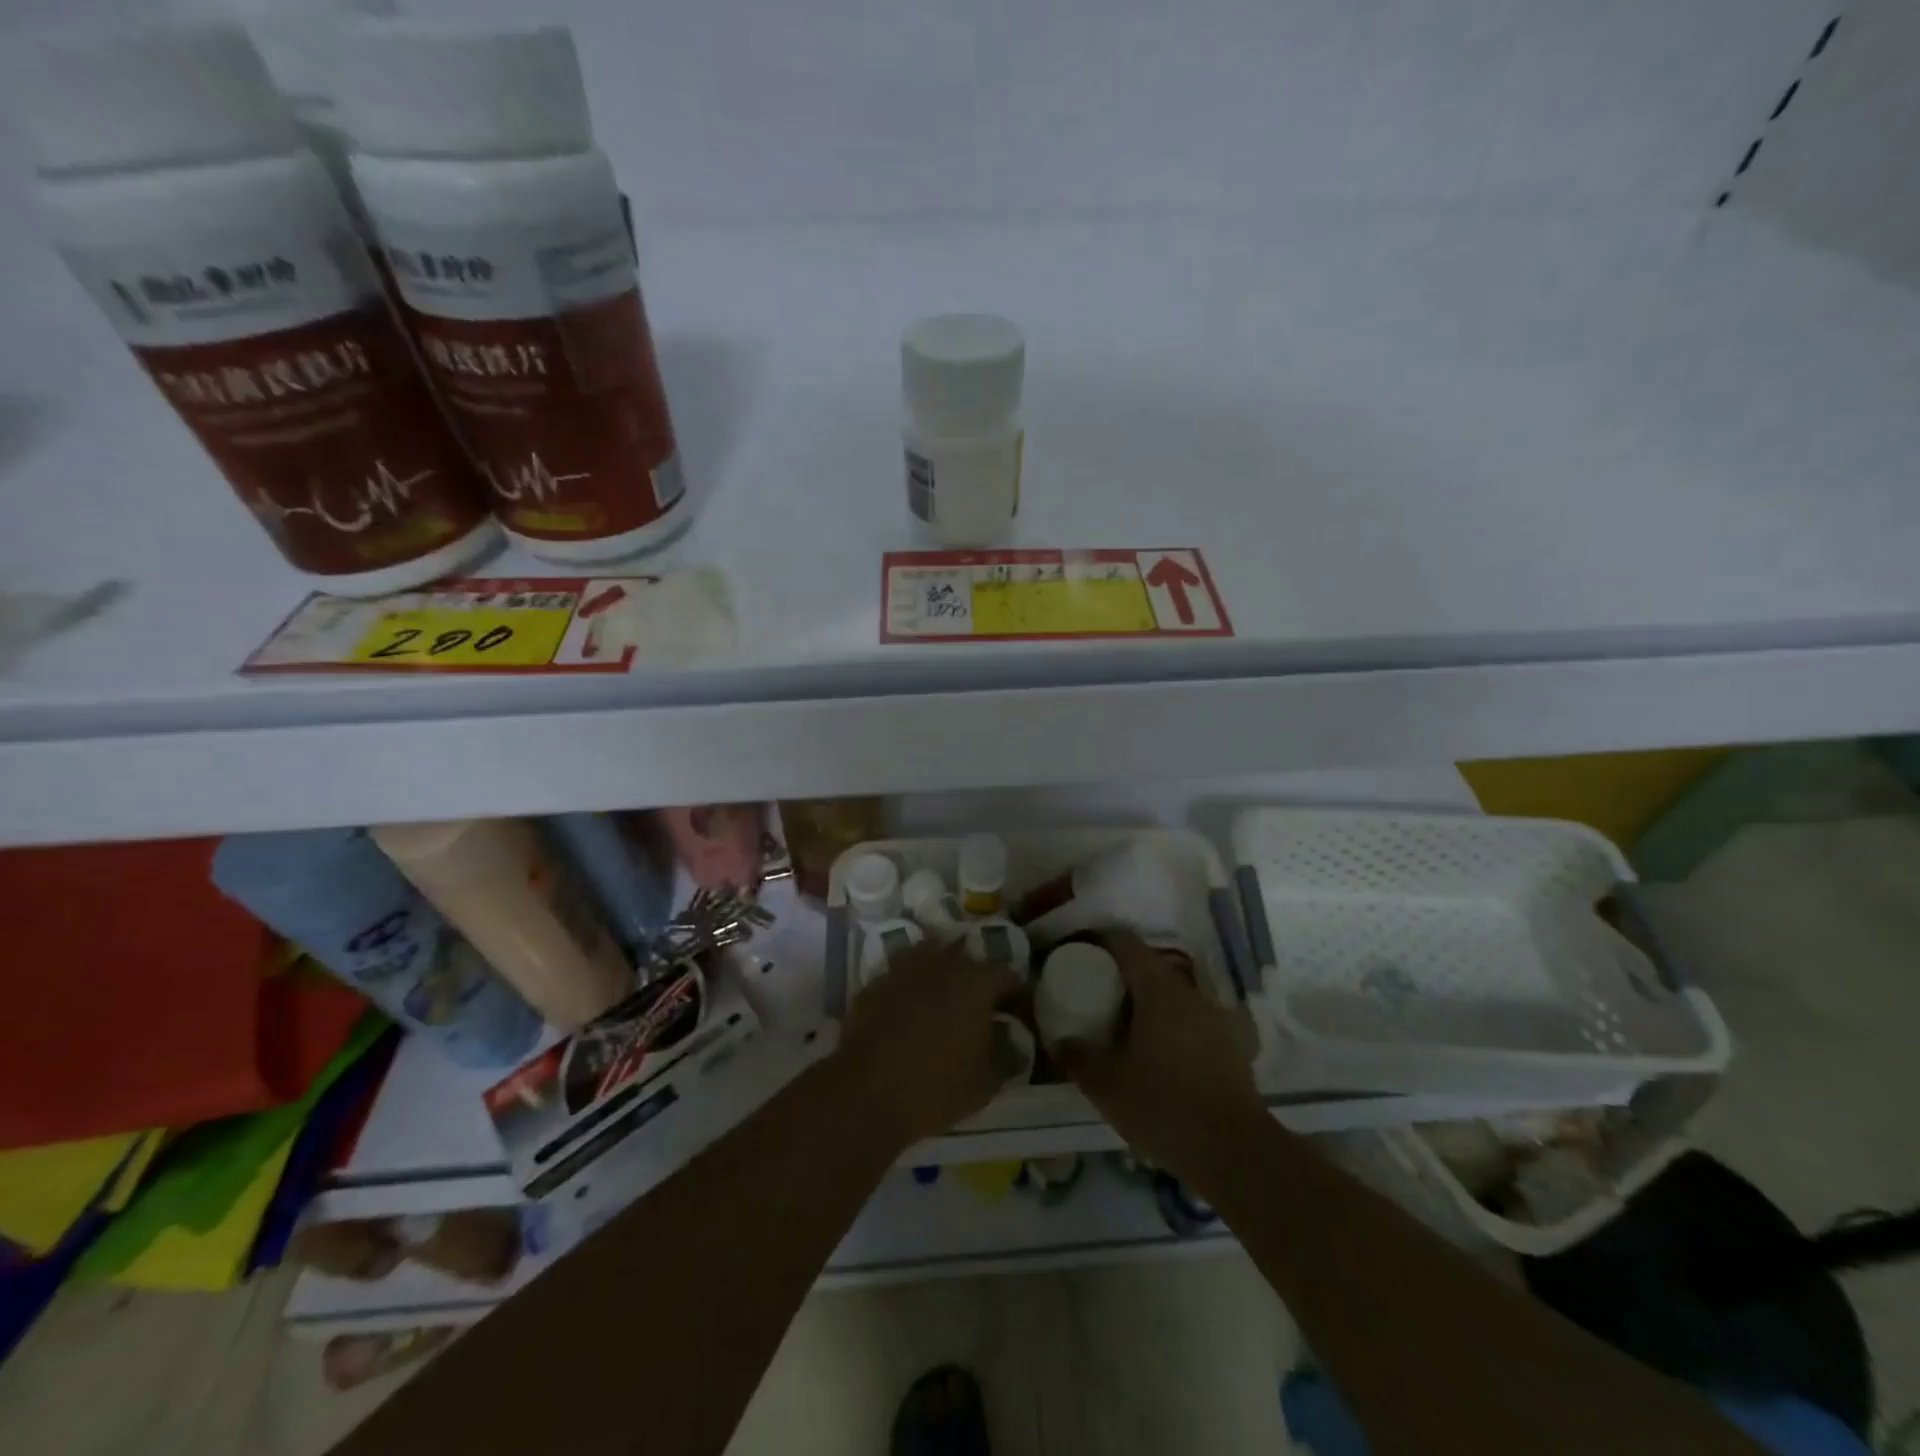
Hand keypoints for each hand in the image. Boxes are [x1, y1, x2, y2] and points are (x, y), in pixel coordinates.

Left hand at [838, 941, 1023, 1145]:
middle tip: (980, 1010)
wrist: (867, 1091)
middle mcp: (942, 964)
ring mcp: (904, 969)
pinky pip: (901, 977)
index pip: (1007, 977)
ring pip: (930, 959)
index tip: (1017, 1017)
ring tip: (942, 1003)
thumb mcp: (987, 1081)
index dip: (1017, 996)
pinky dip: (910, 989)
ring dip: (941, 975)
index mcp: (976, 982)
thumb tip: (1011, 1039)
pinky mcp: (875, 984)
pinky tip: (908, 1012)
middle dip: (978, 981)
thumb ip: (1006, 1054)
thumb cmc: (937, 1086)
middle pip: (968, 961)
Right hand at [1055, 931, 1264, 1175]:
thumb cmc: (1164, 1106)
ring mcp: (1215, 1018)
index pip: (1125, 943)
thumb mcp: (1107, 1085)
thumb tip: (1060, 1041)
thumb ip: (1078, 1057)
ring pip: (1172, 995)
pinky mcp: (1230, 1045)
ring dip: (1147, 1003)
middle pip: (1150, 967)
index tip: (1078, 951)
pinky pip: (1190, 1021)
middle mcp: (1190, 993)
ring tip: (1122, 1027)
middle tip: (1094, 995)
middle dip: (1121, 975)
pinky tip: (1156, 1055)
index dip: (1099, 940)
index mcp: (1158, 988)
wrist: (1235, 1153)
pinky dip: (1169, 1026)